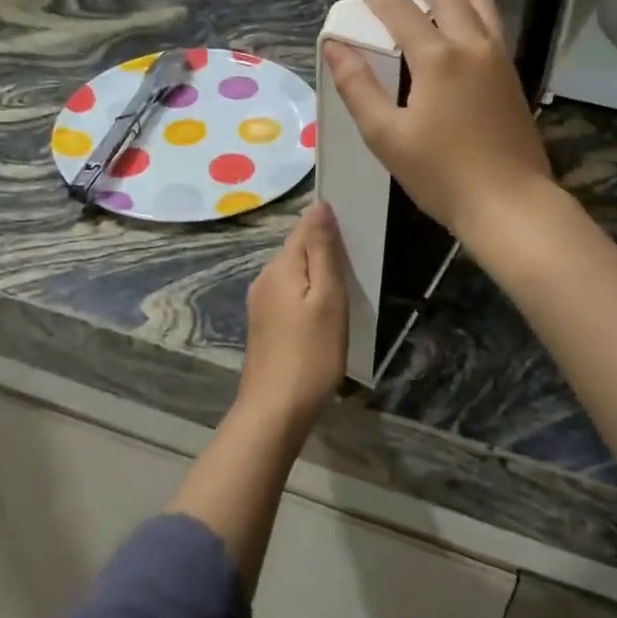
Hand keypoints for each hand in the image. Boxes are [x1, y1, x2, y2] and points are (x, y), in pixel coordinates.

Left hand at [239, 203, 348, 430]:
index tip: (355, 238)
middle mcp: (264, 278)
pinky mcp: (263, 325)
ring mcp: (260, 303)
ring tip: (343, 297)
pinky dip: (307, 298)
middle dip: (324, 254)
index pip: (304, 228)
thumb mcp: (327, 298)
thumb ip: (322, 250)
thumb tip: (319, 205)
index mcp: (279, 266)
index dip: (328, 227)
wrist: (275, 411)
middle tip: (356, 272)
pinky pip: (288, 296)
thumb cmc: (311, 353)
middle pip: (297, 251)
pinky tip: (321, 319)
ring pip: (294, 275)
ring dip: (316, 278)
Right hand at [323, 0, 553, 242]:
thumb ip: (358, 87)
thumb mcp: (386, 135)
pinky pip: (494, 26)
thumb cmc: (440, 173)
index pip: (402, 14)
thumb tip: (334, 46)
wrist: (508, 203)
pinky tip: (478, 11)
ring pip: (481, 7)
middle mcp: (471, 48)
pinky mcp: (512, 79)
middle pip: (447, 0)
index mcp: (437, 59)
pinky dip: (482, 6)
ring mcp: (497, 62)